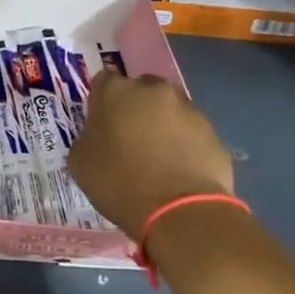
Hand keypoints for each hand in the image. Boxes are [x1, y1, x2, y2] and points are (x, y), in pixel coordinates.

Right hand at [68, 70, 233, 237]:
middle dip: (134, 107)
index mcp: (116, 92)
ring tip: (157, 157)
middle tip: (128, 138)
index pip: (104, 80)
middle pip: (141, 90)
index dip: (101, 101)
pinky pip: (191, 133)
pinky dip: (183, 144)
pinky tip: (178, 170)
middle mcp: (154, 91)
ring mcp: (188, 110)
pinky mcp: (214, 133)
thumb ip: (88, 136)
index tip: (100, 123)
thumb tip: (99, 134)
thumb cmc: (120, 182)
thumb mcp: (81, 161)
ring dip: (161, 125)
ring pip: (169, 110)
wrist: (181, 212)